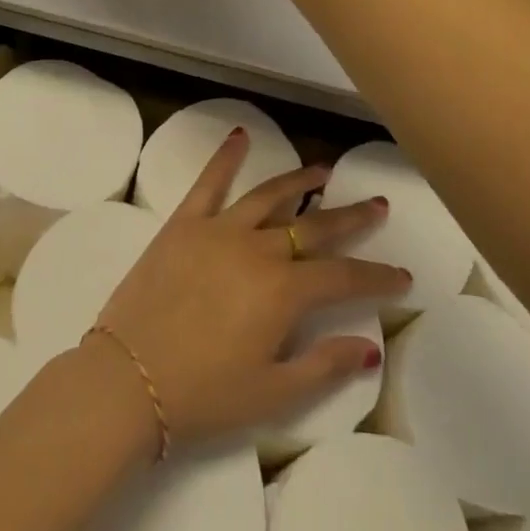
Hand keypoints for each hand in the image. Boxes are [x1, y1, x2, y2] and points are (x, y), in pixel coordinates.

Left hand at [91, 131, 408, 453]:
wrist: (126, 380)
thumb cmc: (203, 395)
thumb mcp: (272, 395)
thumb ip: (324, 366)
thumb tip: (370, 346)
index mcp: (283, 292)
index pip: (343, 277)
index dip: (377, 277)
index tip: (403, 275)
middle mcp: (258, 249)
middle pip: (314, 226)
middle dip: (351, 217)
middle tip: (377, 204)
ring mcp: (219, 229)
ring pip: (269, 196)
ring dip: (300, 180)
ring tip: (323, 170)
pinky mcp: (184, 222)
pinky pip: (209, 182)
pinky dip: (226, 156)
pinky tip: (240, 135)